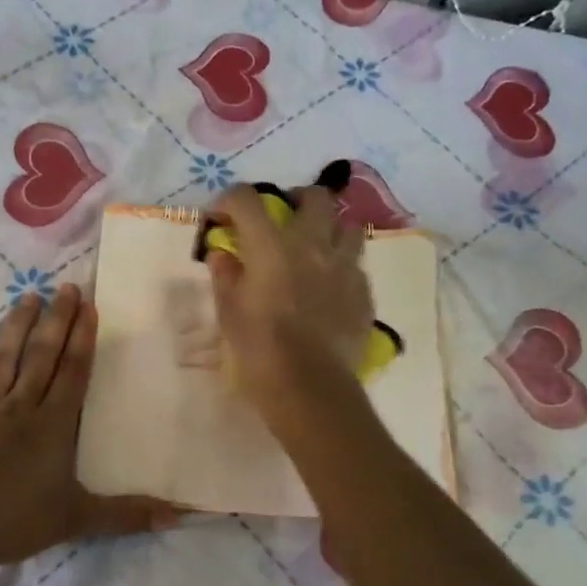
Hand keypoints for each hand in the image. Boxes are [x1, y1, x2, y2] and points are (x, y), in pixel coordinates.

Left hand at [0, 284, 175, 565]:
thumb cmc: (18, 521)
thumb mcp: (79, 519)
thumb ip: (128, 514)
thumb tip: (180, 517)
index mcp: (54, 425)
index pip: (73, 372)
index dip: (82, 338)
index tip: (89, 306)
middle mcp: (21, 406)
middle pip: (41, 355)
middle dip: (56, 320)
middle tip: (65, 287)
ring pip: (2, 358)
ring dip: (15, 326)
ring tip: (27, 296)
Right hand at [206, 181, 372, 423]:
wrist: (310, 387)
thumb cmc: (260, 350)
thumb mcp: (229, 314)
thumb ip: (225, 276)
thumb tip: (222, 255)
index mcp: (271, 246)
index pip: (247, 199)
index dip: (229, 201)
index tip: (222, 218)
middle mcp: (313, 244)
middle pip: (314, 197)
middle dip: (296, 200)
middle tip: (283, 220)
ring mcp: (344, 267)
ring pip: (347, 227)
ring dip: (329, 230)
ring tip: (316, 250)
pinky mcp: (364, 292)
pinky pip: (356, 265)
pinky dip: (341, 267)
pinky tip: (330, 288)